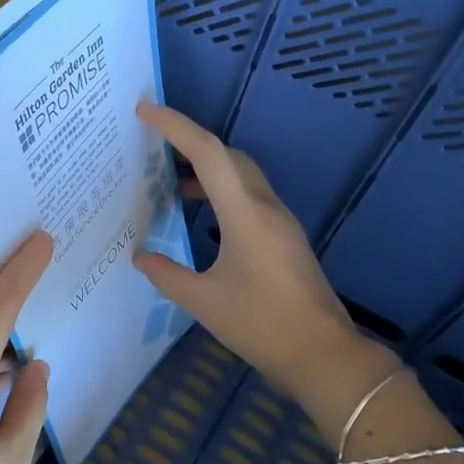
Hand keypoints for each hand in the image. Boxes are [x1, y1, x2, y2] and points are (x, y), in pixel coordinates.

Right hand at [132, 103, 393, 433]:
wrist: (322, 355)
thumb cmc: (261, 325)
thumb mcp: (203, 302)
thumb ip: (166, 274)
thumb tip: (140, 257)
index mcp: (245, 215)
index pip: (208, 153)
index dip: (175, 126)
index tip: (145, 109)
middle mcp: (265, 207)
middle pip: (228, 156)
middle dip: (190, 142)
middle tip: (152, 143)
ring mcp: (279, 221)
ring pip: (241, 174)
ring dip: (206, 167)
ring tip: (168, 177)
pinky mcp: (284, 236)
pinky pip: (248, 195)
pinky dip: (220, 190)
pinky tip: (199, 212)